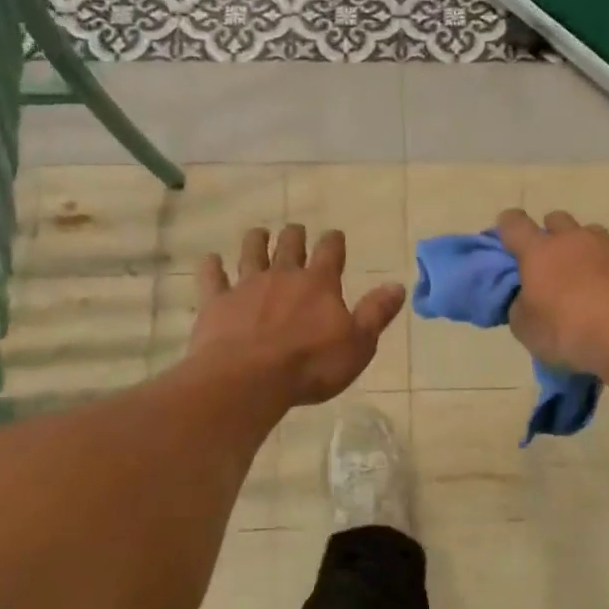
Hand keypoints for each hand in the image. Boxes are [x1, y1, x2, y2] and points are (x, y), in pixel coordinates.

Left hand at [191, 225, 406, 406]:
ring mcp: (246, 286)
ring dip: (256, 241)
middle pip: (289, 246)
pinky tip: (210, 260)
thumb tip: (398, 285)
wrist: (249, 379)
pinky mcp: (216, 303)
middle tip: (296, 230)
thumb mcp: (357, 344)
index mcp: (319, 284)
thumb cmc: (310, 365)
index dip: (333, 241)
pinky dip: (211, 267)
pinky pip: (212, 278)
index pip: (330, 252)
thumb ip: (376, 313)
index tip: (335, 235)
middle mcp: (283, 276)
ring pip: (251, 253)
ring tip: (258, 233)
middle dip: (295, 236)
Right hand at [495, 210, 608, 374]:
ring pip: (593, 235)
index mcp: (540, 252)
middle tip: (551, 263)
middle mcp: (575, 239)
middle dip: (551, 234)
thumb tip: (526, 298)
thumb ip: (521, 307)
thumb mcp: (527, 329)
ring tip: (589, 279)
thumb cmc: (569, 331)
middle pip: (557, 219)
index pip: (514, 224)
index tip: (507, 237)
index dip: (507, 227)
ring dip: (586, 250)